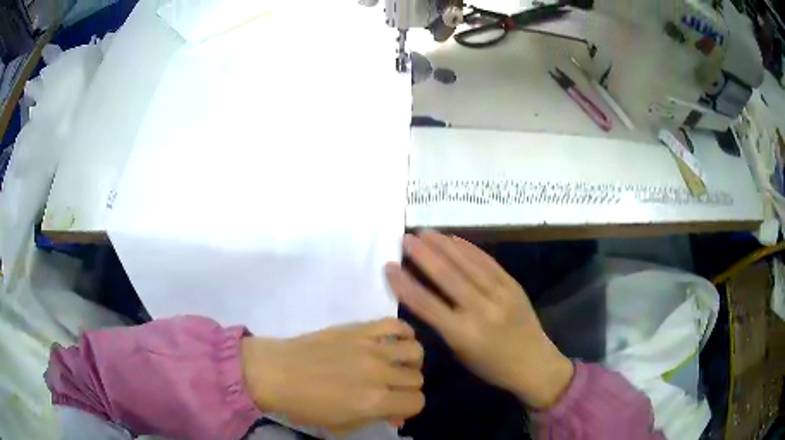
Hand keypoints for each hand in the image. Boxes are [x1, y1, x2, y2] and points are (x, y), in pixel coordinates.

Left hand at [241, 319, 424, 432]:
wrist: (274, 373)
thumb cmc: (303, 406)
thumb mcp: (340, 426)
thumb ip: (374, 419)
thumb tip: (395, 415)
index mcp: (374, 402)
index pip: (417, 402)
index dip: (409, 408)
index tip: (395, 408)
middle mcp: (380, 373)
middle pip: (416, 378)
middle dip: (406, 388)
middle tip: (390, 390)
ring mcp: (370, 347)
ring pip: (415, 351)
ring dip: (409, 362)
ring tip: (395, 365)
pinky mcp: (359, 329)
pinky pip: (395, 324)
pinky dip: (403, 333)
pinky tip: (393, 342)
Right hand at [385, 233, 572, 408]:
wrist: (534, 362)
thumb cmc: (491, 365)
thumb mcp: (460, 352)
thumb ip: (442, 323)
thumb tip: (421, 294)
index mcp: (463, 334)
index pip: (426, 304)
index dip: (404, 284)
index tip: (388, 266)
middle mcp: (481, 310)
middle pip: (446, 277)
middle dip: (423, 255)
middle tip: (405, 239)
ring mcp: (500, 294)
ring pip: (467, 264)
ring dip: (444, 245)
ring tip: (425, 232)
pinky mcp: (513, 284)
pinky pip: (487, 262)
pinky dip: (469, 248)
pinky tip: (454, 239)